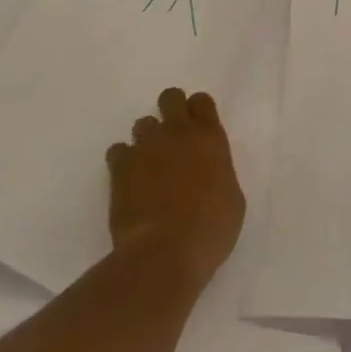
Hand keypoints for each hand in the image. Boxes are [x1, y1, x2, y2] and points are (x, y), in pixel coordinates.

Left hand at [105, 87, 244, 288]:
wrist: (164, 253)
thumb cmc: (210, 230)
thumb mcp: (232, 199)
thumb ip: (219, 174)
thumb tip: (209, 172)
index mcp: (210, 137)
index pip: (201, 101)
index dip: (198, 111)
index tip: (198, 128)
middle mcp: (178, 133)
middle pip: (170, 98)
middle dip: (170, 110)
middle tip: (172, 137)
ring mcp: (146, 147)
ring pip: (143, 123)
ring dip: (147, 139)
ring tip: (149, 165)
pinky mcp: (121, 168)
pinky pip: (118, 150)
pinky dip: (123, 161)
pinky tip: (129, 181)